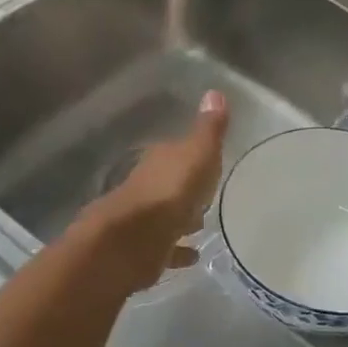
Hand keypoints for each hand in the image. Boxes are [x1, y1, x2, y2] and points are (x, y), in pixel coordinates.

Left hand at [89, 90, 228, 289]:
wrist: (132, 240)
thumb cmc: (170, 191)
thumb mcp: (198, 153)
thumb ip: (209, 129)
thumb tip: (215, 91)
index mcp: (160, 160)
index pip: (175, 152)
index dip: (191, 156)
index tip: (208, 162)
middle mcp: (146, 186)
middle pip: (169, 184)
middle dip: (185, 189)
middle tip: (206, 195)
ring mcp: (142, 220)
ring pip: (166, 215)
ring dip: (181, 218)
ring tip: (202, 225)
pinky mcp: (143, 250)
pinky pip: (166, 247)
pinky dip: (178, 250)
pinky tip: (193, 255)